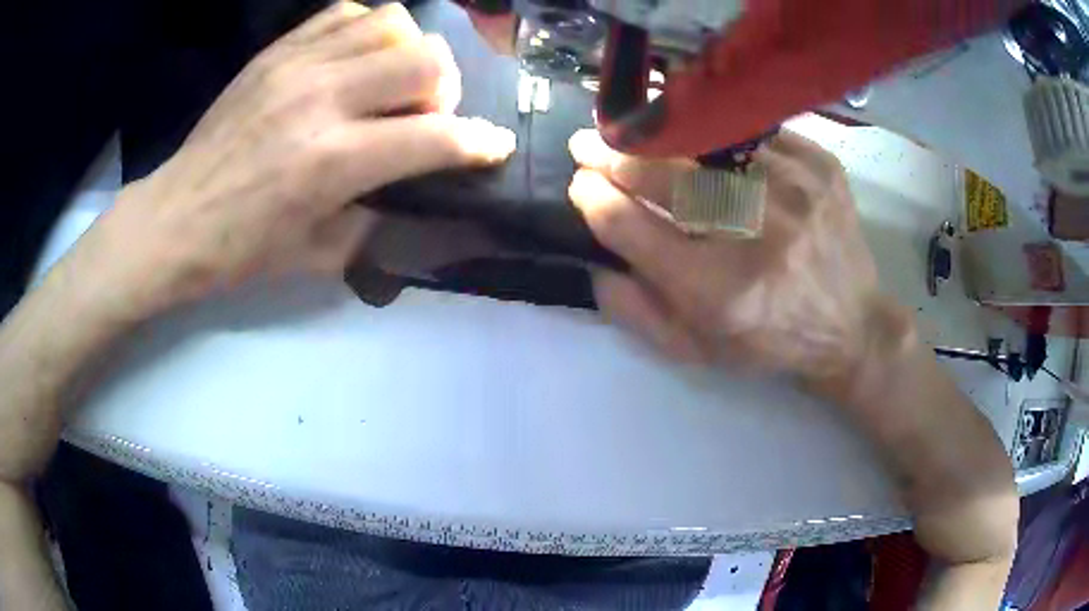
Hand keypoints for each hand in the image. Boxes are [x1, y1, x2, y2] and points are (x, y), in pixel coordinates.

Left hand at [62, 2, 514, 318]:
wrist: (174, 219)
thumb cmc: (241, 251)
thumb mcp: (318, 256)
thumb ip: (378, 214)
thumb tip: (413, 182)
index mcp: (332, 162)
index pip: (435, 137)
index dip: (479, 142)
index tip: (493, 146)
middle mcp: (322, 99)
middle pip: (425, 60)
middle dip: (445, 90)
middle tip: (425, 116)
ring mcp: (297, 65)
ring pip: (393, 23)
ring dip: (409, 53)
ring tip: (390, 82)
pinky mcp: (277, 51)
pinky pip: (346, 13)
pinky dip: (367, 30)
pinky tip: (356, 59)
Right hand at [567, 129, 913, 390]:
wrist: (850, 325)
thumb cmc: (768, 340)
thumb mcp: (696, 348)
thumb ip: (635, 310)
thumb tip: (592, 257)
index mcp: (717, 290)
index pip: (630, 226)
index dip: (594, 198)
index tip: (581, 184)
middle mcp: (754, 234)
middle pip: (663, 176)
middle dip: (612, 156)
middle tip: (587, 144)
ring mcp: (792, 191)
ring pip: (705, 142)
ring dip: (659, 133)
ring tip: (634, 129)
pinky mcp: (818, 167)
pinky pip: (752, 133)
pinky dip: (716, 130)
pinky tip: (698, 132)